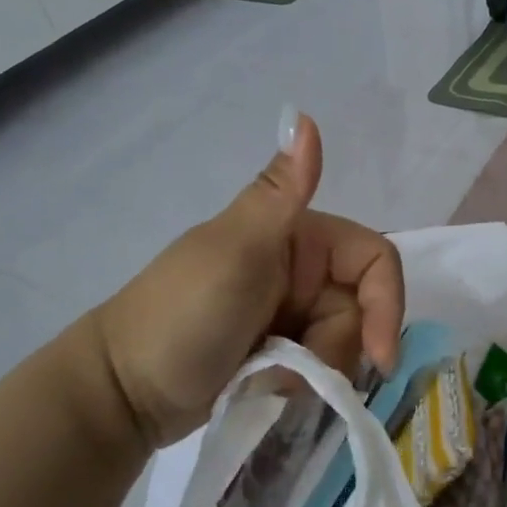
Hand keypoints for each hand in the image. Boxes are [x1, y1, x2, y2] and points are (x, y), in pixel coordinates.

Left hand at [87, 109, 403, 448]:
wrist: (121, 392)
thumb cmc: (182, 316)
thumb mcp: (236, 253)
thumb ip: (279, 192)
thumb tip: (304, 113)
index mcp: (300, 235)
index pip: (374, 260)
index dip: (386, 305)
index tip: (378, 357)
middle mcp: (303, 270)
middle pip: (362, 310)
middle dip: (335, 348)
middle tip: (290, 371)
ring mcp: (290, 312)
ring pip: (343, 344)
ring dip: (314, 372)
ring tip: (262, 379)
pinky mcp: (279, 349)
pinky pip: (318, 367)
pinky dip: (299, 383)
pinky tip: (261, 387)